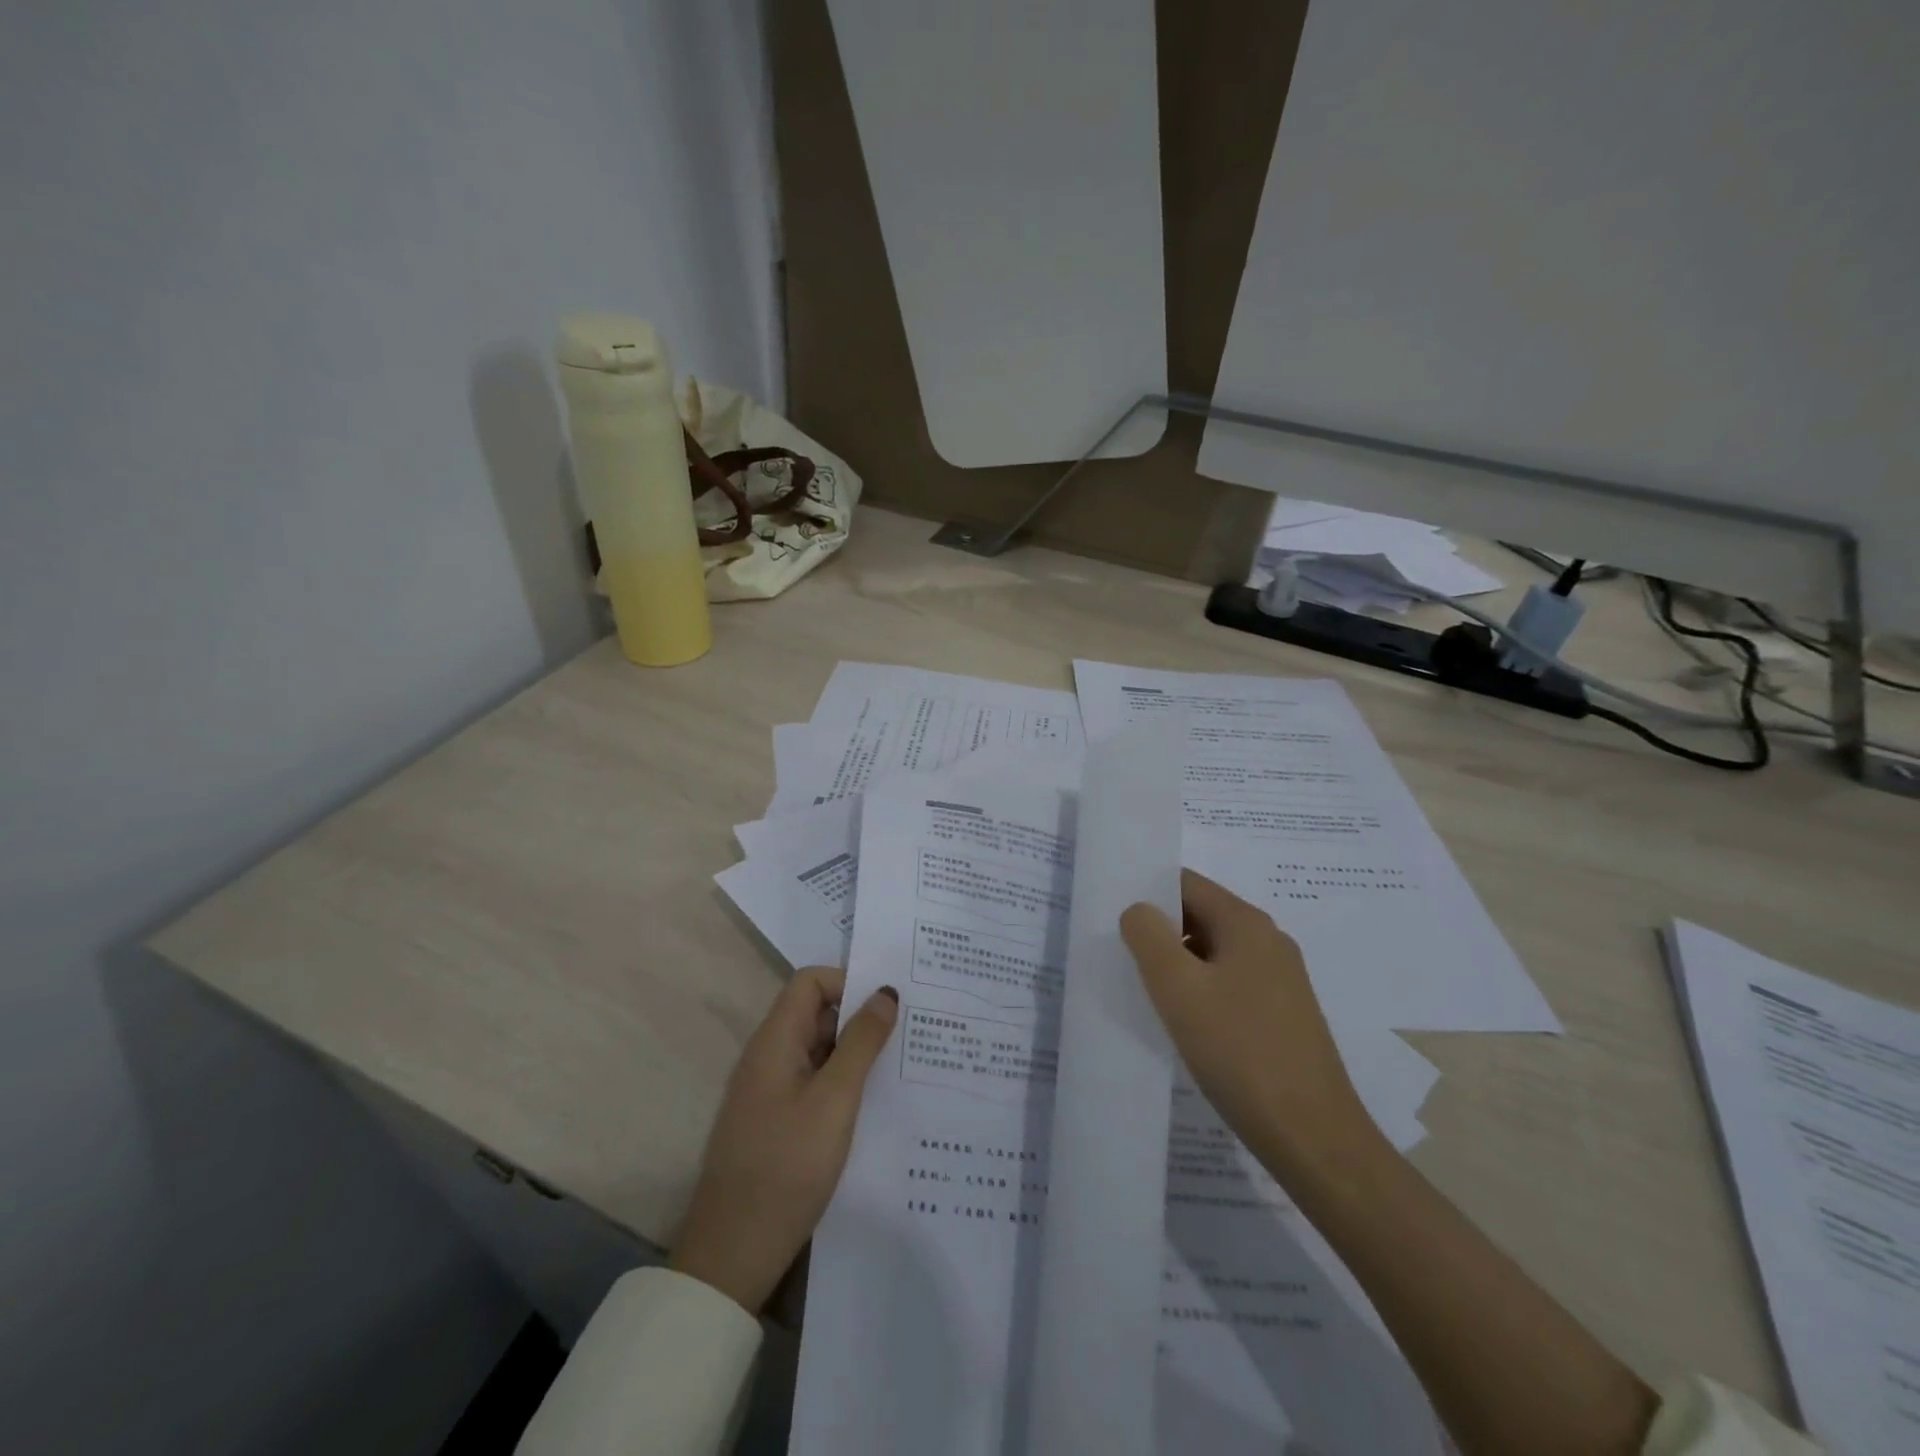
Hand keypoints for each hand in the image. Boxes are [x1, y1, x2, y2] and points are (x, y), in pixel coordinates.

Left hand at [670, 967, 898, 1313]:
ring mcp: (768, 1091)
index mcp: (775, 1041)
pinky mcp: (774, 1121)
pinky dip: (842, 1082)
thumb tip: (885, 993)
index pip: (810, 982)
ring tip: (901, 1066)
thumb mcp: (835, 1100)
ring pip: (817, 1050)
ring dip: (854, 1053)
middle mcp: (768, 1056)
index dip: (849, 982)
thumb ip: (861, 1042)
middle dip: (859, 1017)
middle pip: (815, 1013)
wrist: (733, 1254)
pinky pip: (813, 1082)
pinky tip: (873, 1104)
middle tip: (908, 1033)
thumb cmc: (786, 1167)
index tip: (888, 1005)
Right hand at [1120, 870, 1371, 1178]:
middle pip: (1200, 915)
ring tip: (1144, 992)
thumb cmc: (1240, 1052)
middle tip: (1120, 956)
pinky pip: (1229, 984)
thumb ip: (1148, 937)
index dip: (1147, 892)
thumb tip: (1138, 910)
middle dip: (1160, 931)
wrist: (1313, 1138)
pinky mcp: (1282, 1014)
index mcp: (1246, 924)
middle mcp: (1268, 941)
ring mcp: (1280, 979)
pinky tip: (1181, 1023)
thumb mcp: (1178, 989)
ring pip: (1213, 953)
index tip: (1113, 917)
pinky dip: (1200, 991)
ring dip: (1178, 965)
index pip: (1186, 883)